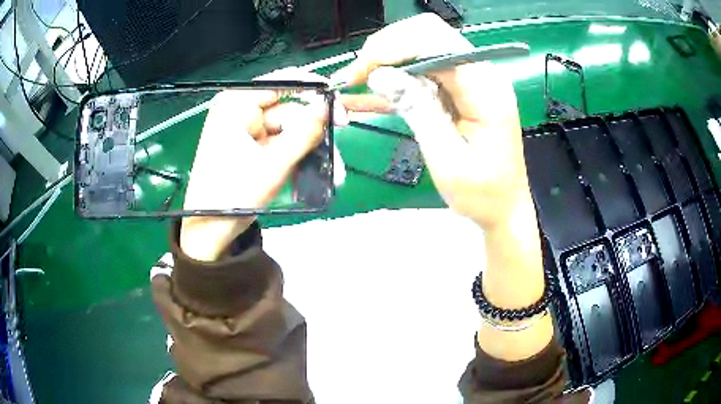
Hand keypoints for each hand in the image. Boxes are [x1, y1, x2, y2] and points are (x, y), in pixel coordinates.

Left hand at [180, 68, 388, 260]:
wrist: (211, 230)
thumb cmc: (234, 194)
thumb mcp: (274, 163)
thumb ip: (304, 131)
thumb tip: (327, 104)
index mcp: (237, 104)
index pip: (281, 82)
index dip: (312, 88)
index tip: (338, 102)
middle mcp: (241, 111)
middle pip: (289, 109)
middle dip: (315, 131)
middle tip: (342, 137)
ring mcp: (246, 130)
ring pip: (288, 130)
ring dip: (310, 149)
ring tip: (334, 173)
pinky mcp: (251, 147)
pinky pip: (280, 144)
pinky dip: (296, 157)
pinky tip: (312, 173)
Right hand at [332, 13, 530, 229]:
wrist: (504, 206)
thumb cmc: (482, 192)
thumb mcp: (447, 158)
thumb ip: (417, 110)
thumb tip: (380, 76)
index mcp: (485, 88)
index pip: (435, 42)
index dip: (393, 48)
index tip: (360, 71)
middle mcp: (481, 73)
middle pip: (428, 36)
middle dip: (387, 49)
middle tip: (355, 76)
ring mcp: (471, 79)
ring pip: (421, 49)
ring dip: (387, 62)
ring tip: (355, 84)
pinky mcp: (461, 90)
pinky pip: (423, 72)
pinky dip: (396, 80)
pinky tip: (368, 94)